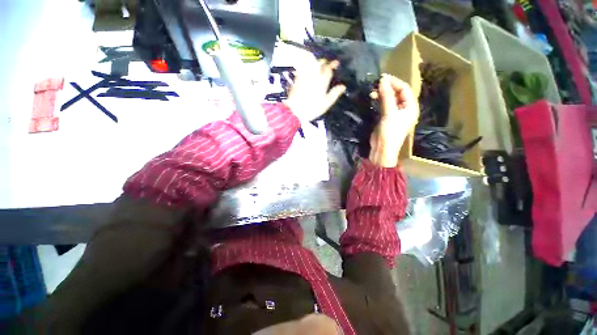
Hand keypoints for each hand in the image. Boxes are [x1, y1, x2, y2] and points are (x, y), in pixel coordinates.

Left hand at [284, 52, 345, 123]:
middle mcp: (313, 76)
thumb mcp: (326, 104)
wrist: (296, 111)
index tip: (336, 63)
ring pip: (309, 63)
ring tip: (316, 60)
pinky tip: (305, 65)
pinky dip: (304, 64)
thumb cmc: (313, 109)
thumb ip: (334, 94)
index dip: (332, 65)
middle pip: (319, 64)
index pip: (328, 70)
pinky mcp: (297, 79)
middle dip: (324, 61)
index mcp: (321, 82)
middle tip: (326, 63)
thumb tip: (343, 87)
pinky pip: (301, 67)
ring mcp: (304, 76)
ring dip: (314, 59)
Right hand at [369, 74, 418, 167]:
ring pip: (389, 99)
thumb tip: (382, 79)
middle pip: (397, 93)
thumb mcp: (389, 113)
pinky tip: (373, 98)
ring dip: (382, 94)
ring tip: (372, 92)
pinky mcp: (385, 117)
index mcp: (410, 107)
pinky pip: (383, 105)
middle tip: (376, 84)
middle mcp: (404, 109)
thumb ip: (386, 96)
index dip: (395, 82)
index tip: (382, 78)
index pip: (405, 89)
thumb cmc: (390, 132)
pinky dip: (379, 101)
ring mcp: (394, 113)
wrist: (382, 149)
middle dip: (387, 88)